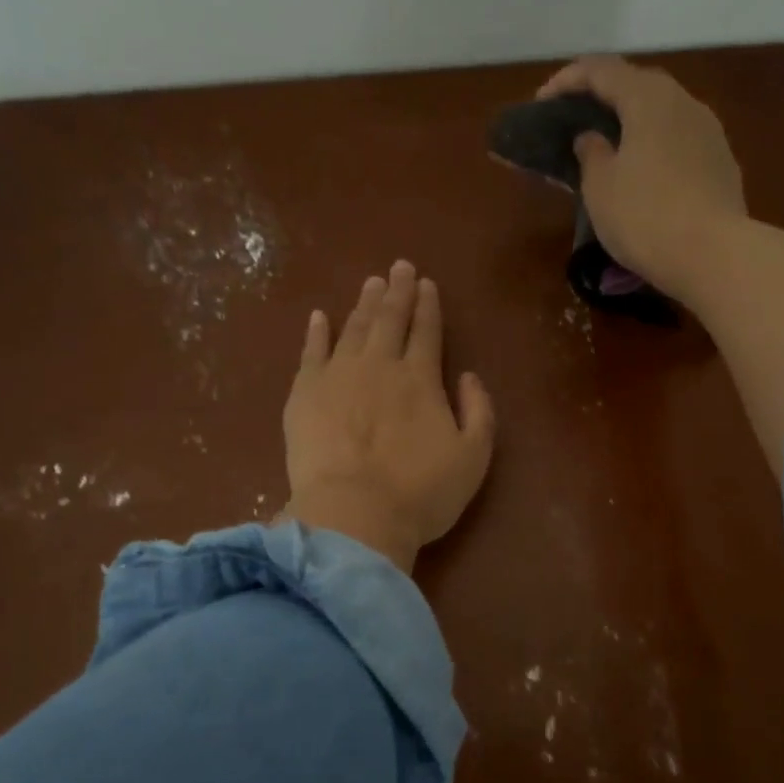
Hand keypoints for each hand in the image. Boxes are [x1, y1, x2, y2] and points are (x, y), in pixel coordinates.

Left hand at [283, 261, 495, 573]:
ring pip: (353, 329)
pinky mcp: (304, 394)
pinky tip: (319, 317)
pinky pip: (311, 352)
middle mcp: (379, 366)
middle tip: (398, 267)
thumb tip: (469, 376)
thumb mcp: (474, 458)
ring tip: (370, 283)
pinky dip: (316, 332)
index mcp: (421, 379)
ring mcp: (337, 376)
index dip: (428, 306)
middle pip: (389, 320)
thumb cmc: (421, 493)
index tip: (426, 283)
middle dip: (396, 292)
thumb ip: (479, 412)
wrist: (354, 515)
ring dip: (363, 304)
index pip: (426, 331)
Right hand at [537, 55, 747, 301]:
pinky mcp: (722, 163)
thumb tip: (592, 137)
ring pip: (662, 114)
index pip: (601, 70)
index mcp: (648, 98)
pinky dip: (654, 148)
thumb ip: (590, 153)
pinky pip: (679, 142)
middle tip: (575, 122)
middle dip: (602, 98)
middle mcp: (684, 102)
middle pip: (637, 85)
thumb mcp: (599, 187)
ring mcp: (709, 132)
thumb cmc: (645, 217)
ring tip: (609, 150)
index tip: (541, 104)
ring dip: (632, 124)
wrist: (714, 256)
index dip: (567, 80)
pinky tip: (643, 174)